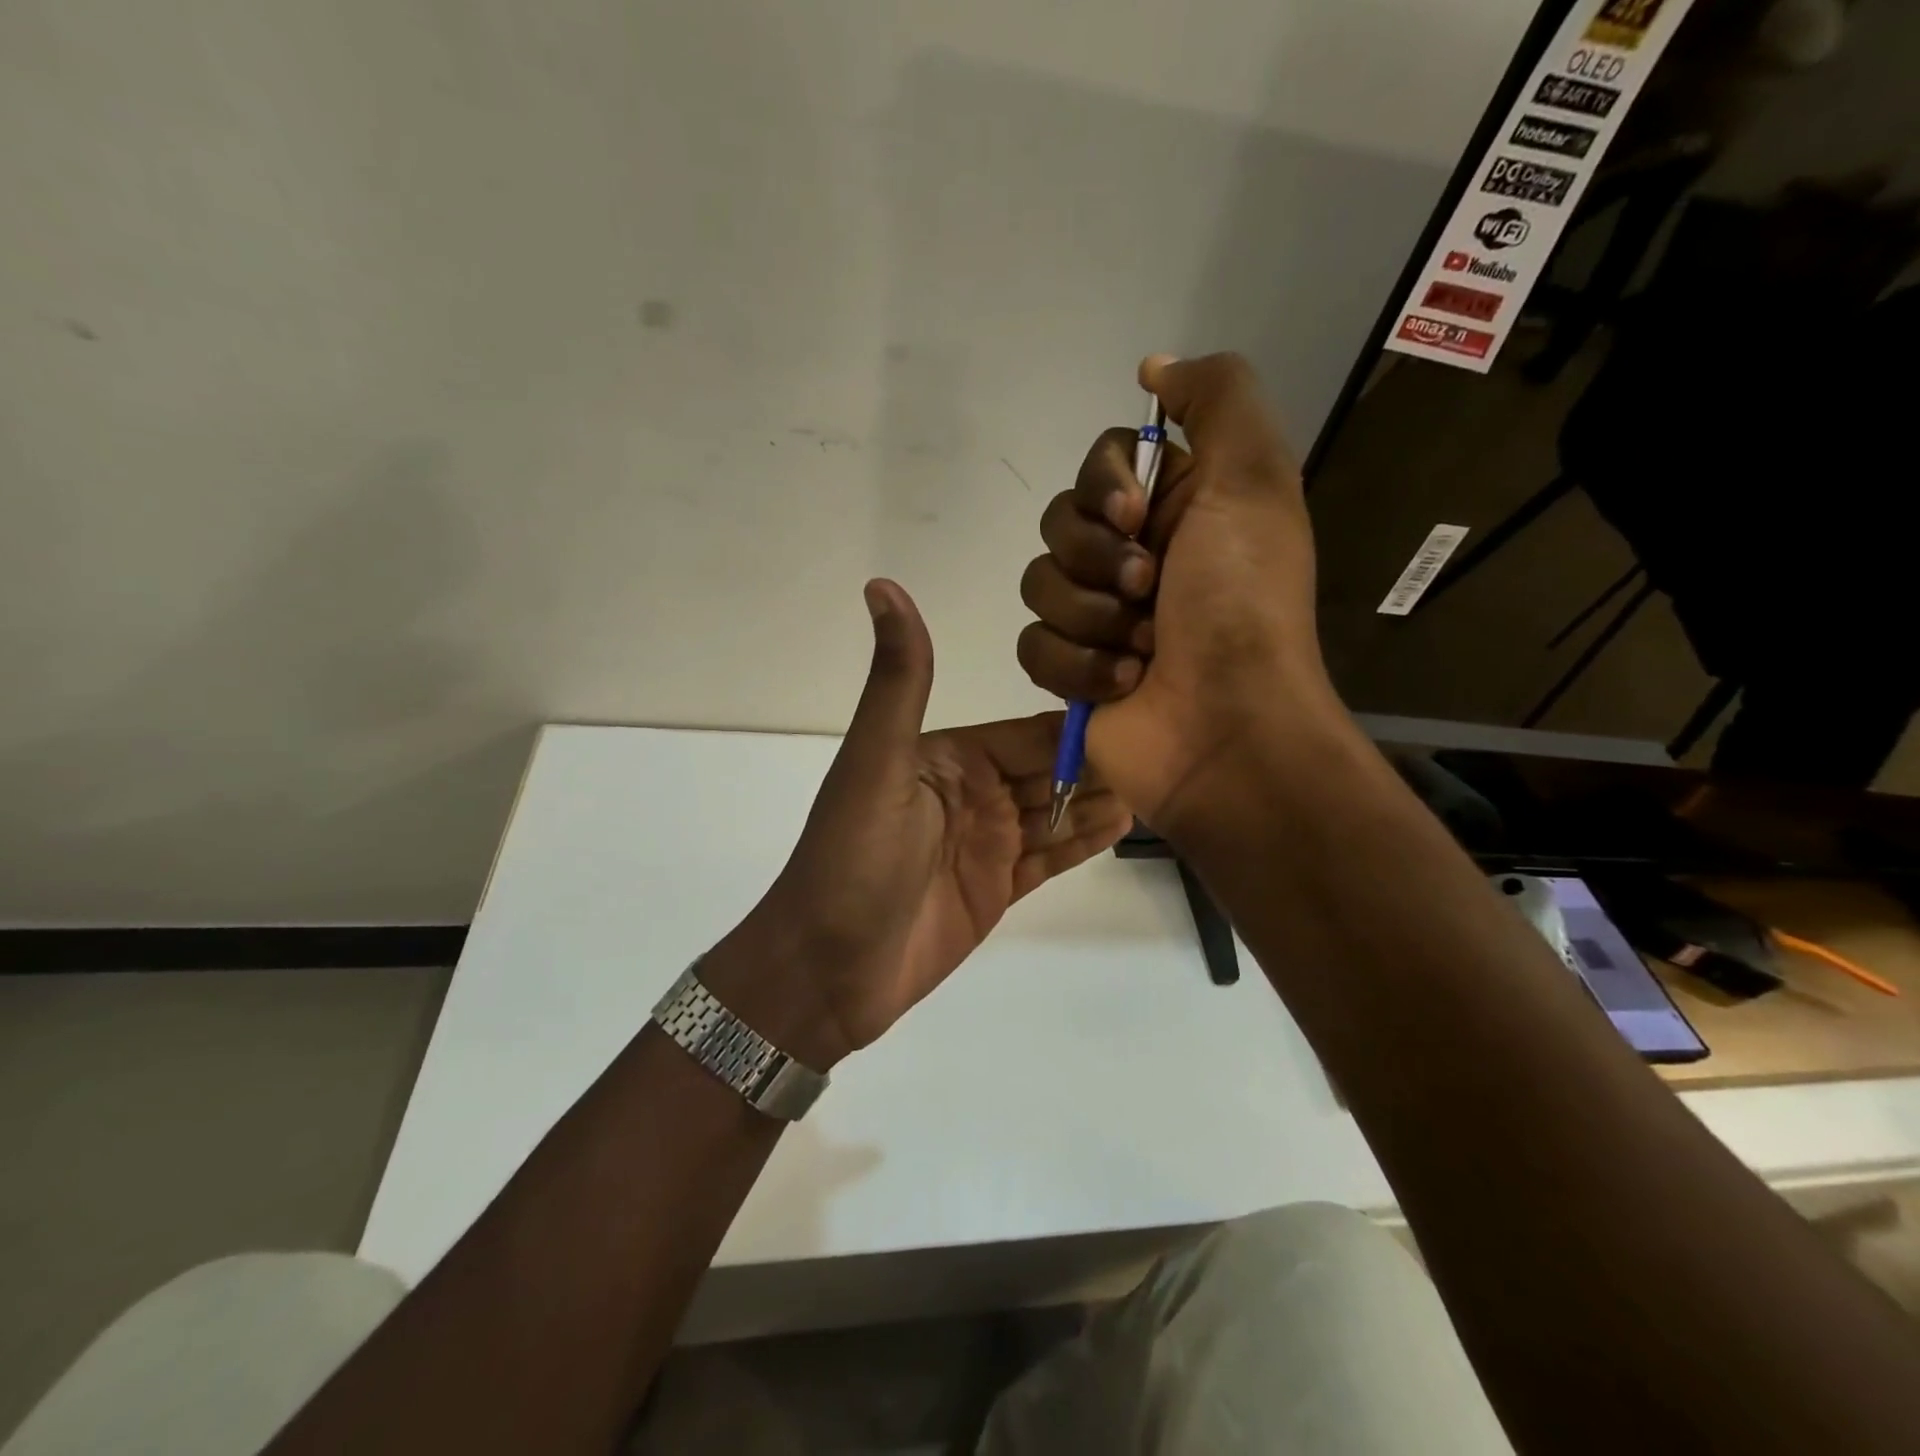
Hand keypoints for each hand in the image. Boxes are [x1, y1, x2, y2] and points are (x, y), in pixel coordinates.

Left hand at [703, 580, 1130, 1070]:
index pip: (1028, 731)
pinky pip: (1052, 857)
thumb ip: (899, 680)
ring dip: (1102, 797)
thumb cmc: (853, 860)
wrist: (827, 968)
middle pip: (1051, 770)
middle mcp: (973, 792)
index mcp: (948, 757)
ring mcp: (987, 843)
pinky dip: (1085, 840)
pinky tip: (1128, 823)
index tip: (1144, 699)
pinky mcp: (997, 888)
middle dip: (1104, 759)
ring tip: (1167, 780)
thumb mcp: (877, 762)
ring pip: (1058, 811)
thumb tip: (882, 585)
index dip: (1080, 719)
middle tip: (1174, 743)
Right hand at [1015, 353, 1345, 833]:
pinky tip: (1123, 685)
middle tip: (1149, 591)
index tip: (1136, 516)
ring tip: (1142, 650)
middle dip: (1099, 559)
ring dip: (1092, 618)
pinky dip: (1077, 666)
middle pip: (1058, 522)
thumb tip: (1153, 368)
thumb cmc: (1242, 606)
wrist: (1227, 729)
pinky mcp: (1069, 671)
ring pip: (1038, 583)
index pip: (1099, 465)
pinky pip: (1032, 644)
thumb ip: (1216, 398)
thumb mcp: (1254, 480)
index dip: (1105, 486)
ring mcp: (1097, 617)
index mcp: (1175, 509)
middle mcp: (1132, 557)